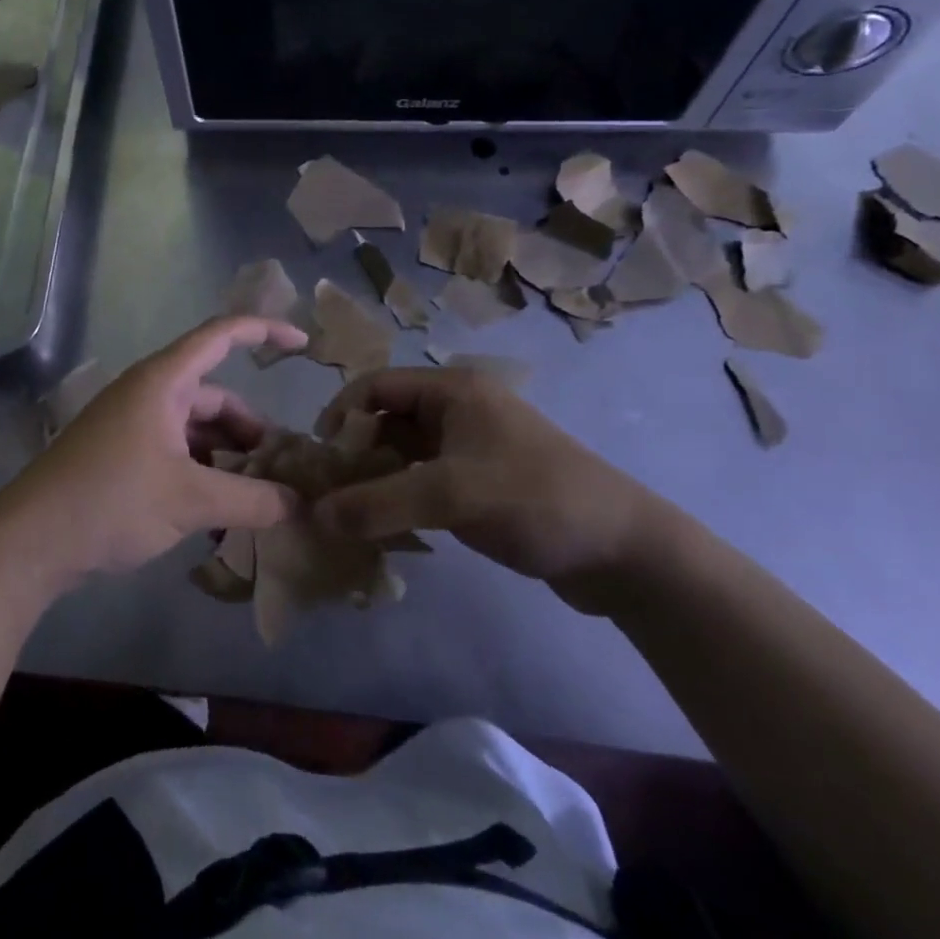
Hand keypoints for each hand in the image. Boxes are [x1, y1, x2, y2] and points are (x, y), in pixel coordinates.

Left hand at [0, 317, 306, 589]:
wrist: (30, 540)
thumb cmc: (112, 500)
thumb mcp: (190, 501)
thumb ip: (251, 500)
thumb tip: (298, 504)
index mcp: (163, 382)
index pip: (221, 335)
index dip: (265, 332)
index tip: (304, 346)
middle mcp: (148, 394)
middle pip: (215, 397)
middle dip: (251, 430)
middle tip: (282, 471)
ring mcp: (132, 424)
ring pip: (196, 430)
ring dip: (226, 459)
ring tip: (255, 501)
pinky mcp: (121, 455)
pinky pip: (174, 452)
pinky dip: (200, 475)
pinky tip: (218, 517)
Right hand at [311, 367, 674, 612]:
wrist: (625, 552)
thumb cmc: (535, 500)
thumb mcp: (450, 497)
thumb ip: (378, 504)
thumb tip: (314, 515)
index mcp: (453, 390)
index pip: (376, 386)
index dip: (341, 415)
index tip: (320, 456)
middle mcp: (459, 409)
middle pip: (387, 419)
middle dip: (355, 452)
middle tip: (330, 492)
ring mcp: (472, 446)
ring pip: (404, 453)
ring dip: (376, 478)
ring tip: (350, 514)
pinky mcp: (482, 481)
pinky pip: (425, 479)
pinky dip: (401, 497)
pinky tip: (387, 526)